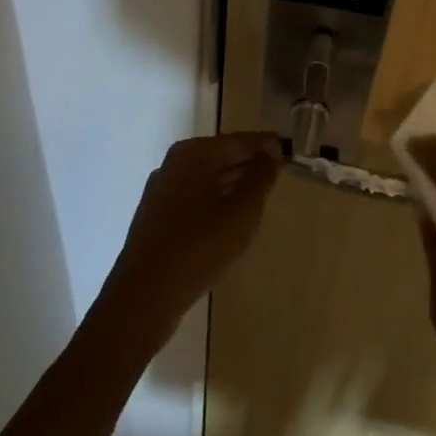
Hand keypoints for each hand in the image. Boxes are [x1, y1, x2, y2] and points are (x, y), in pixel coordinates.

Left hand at [103, 133, 281, 332]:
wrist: (145, 295)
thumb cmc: (200, 247)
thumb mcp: (242, 212)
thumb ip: (261, 179)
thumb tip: (271, 154)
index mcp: (194, 154)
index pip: (240, 141)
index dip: (267, 145)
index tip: (291, 150)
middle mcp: (174, 163)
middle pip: (222, 156)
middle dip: (250, 163)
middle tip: (280, 172)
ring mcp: (162, 189)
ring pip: (208, 177)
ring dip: (235, 182)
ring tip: (262, 194)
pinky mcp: (157, 214)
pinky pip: (195, 196)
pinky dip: (217, 199)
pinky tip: (231, 217)